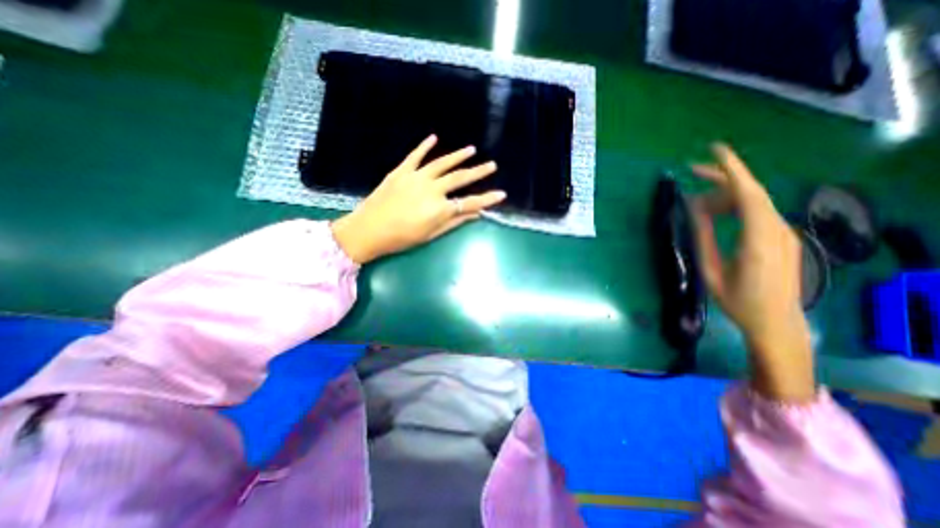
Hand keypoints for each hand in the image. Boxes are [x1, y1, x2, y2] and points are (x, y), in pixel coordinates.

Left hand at [332, 136, 506, 262]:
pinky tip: (434, 138)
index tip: (501, 194)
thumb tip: (475, 215)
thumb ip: (454, 223)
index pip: (470, 203)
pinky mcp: (401, 171)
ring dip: (458, 156)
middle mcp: (432, 189)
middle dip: (478, 172)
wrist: (368, 230)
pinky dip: (424, 146)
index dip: (487, 199)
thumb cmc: (402, 238)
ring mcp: (416, 177)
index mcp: (440, 208)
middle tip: (492, 165)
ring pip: (442, 163)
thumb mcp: (431, 234)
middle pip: (460, 178)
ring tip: (472, 149)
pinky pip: (415, 156)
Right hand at [688, 141, 816, 401]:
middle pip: (751, 193)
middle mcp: (777, 230)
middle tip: (691, 174)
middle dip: (722, 178)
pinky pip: (757, 213)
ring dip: (724, 196)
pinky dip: (734, 207)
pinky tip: (716, 214)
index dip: (731, 170)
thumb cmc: (738, 301)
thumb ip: (704, 236)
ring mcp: (783, 233)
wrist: (775, 322)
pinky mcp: (781, 238)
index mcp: (759, 239)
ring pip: (754, 202)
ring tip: (696, 204)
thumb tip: (694, 208)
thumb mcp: (712, 269)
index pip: (748, 193)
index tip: (713, 150)